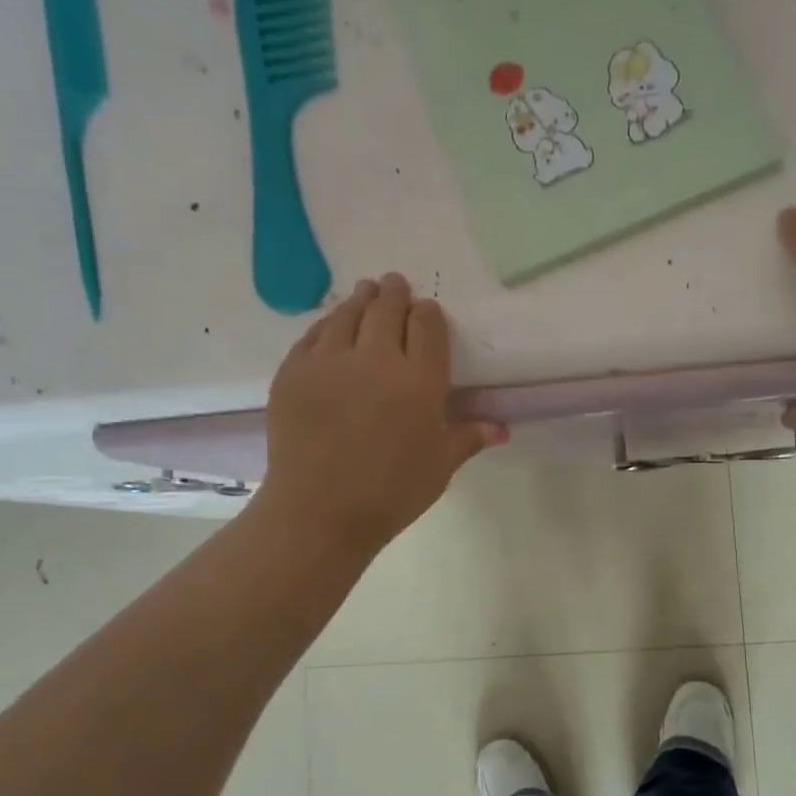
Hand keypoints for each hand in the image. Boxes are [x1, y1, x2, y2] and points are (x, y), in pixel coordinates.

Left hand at [260, 274, 506, 552]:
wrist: (320, 512)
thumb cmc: (391, 493)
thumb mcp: (439, 467)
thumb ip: (468, 437)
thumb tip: (502, 428)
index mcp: (420, 381)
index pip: (428, 327)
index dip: (427, 314)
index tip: (426, 311)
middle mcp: (377, 359)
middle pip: (387, 311)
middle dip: (394, 294)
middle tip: (395, 284)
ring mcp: (330, 362)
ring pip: (347, 315)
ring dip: (360, 299)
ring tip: (366, 291)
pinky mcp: (294, 372)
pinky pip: (313, 335)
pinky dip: (326, 323)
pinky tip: (331, 323)